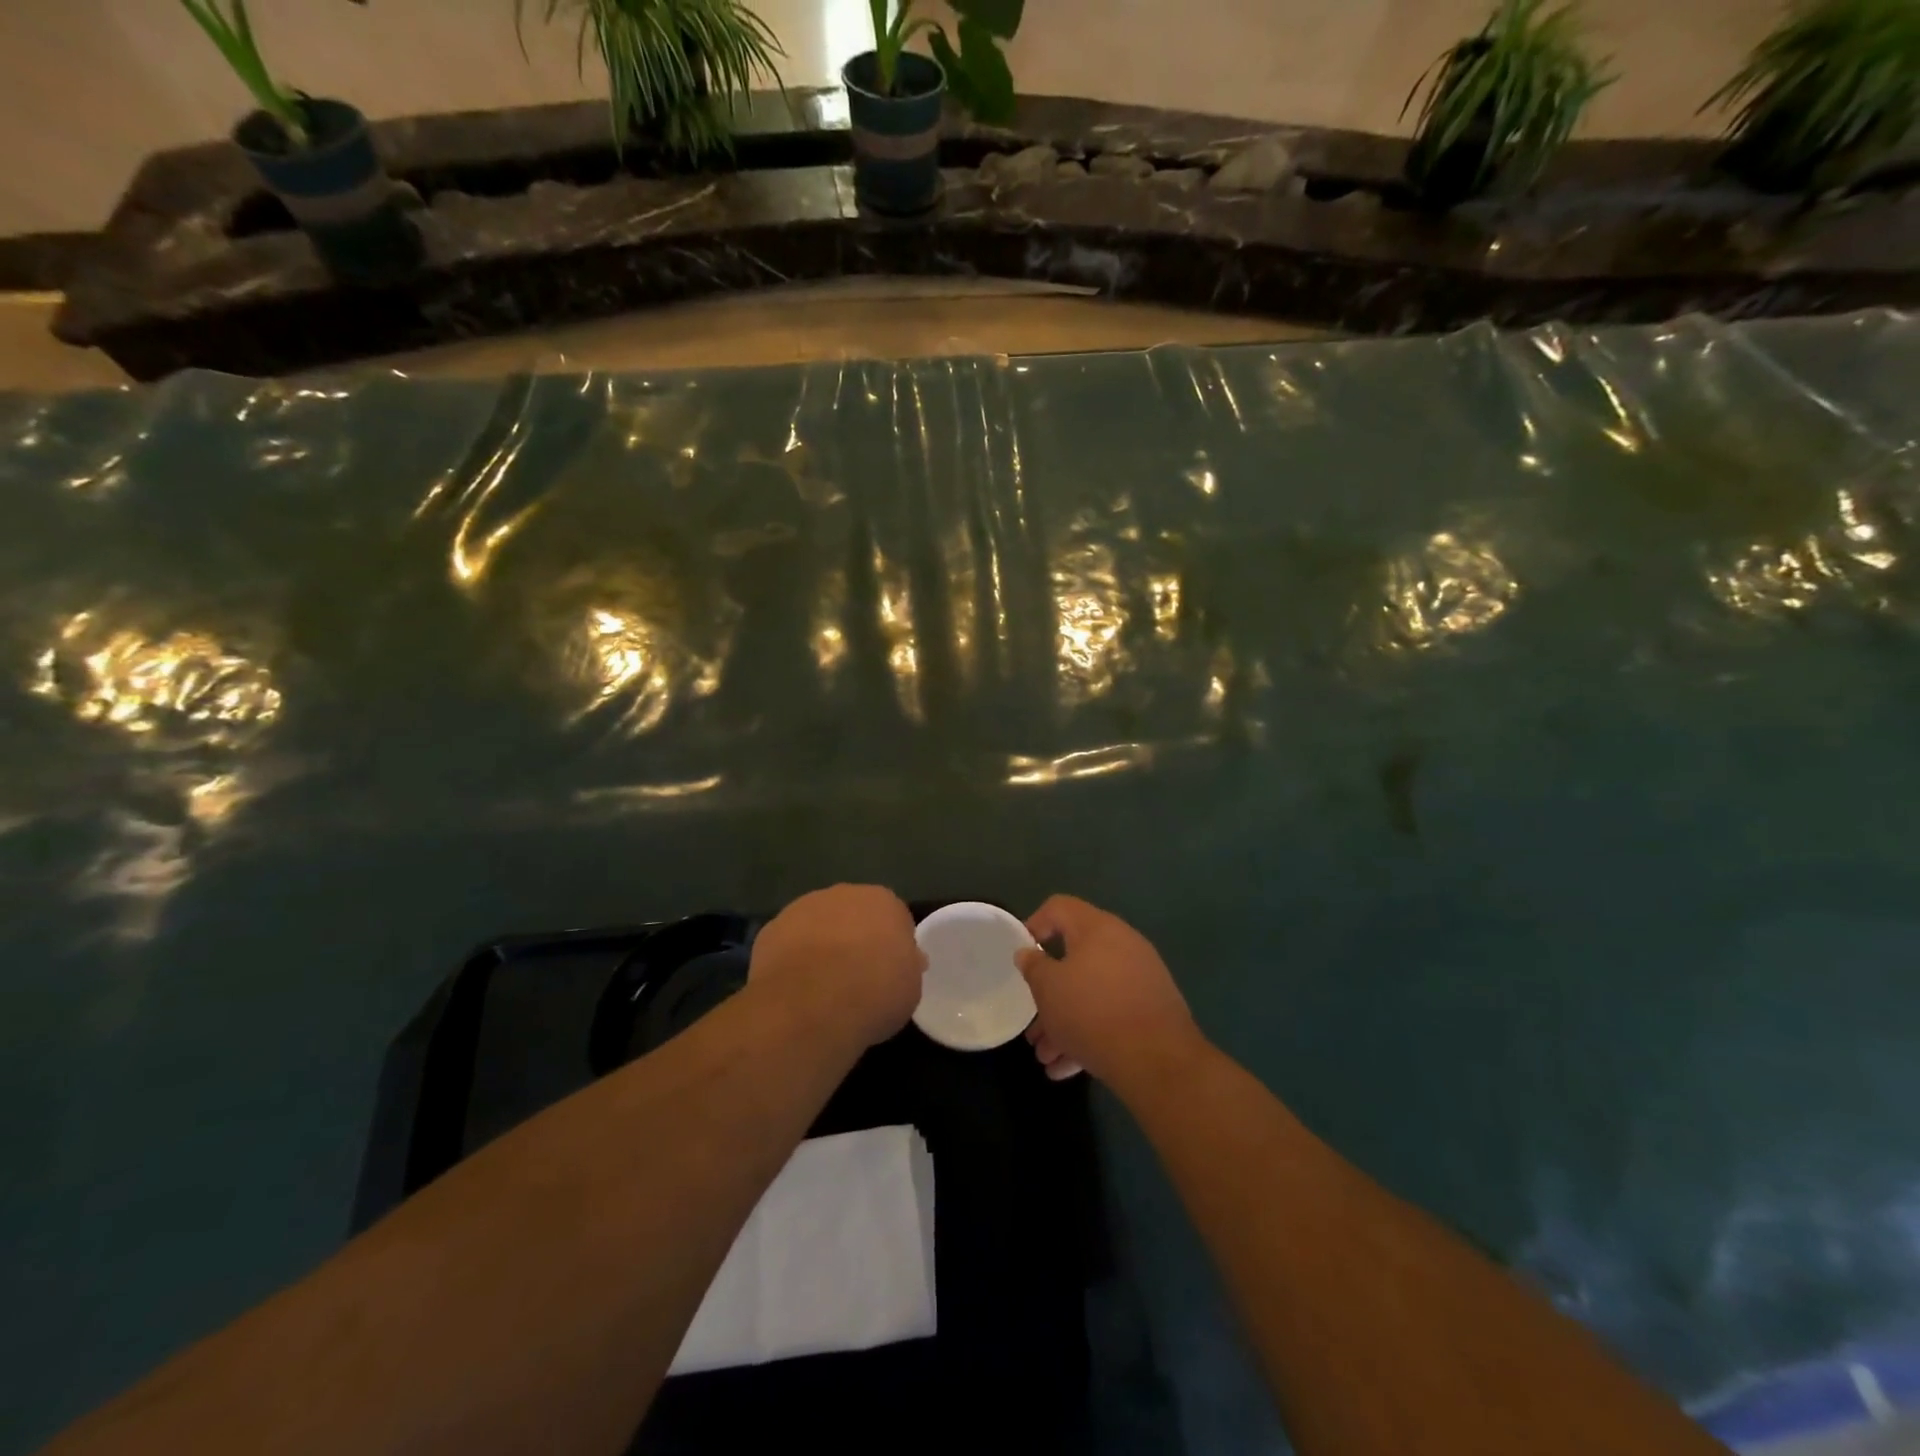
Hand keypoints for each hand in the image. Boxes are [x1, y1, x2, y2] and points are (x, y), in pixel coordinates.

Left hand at [749, 884, 925, 1048]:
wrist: (812, 1004)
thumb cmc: (874, 993)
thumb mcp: (910, 986)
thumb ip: (907, 965)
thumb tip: (906, 959)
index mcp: (883, 901)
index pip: (892, 917)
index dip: (891, 944)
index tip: (889, 970)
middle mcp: (843, 894)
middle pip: (853, 914)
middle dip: (854, 937)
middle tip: (856, 975)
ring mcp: (803, 907)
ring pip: (818, 924)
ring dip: (821, 945)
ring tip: (822, 986)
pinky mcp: (771, 929)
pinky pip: (789, 943)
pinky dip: (792, 960)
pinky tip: (795, 988)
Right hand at [1015, 895, 1206, 1097]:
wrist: (1157, 1059)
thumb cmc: (1092, 1012)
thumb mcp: (1048, 989)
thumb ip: (1033, 966)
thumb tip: (1028, 952)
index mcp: (1097, 928)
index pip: (1059, 907)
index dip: (1034, 924)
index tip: (1022, 954)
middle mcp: (1122, 944)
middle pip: (1075, 958)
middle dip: (1049, 993)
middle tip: (1032, 1022)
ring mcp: (1141, 977)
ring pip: (1092, 992)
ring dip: (1065, 1021)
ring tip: (1046, 1057)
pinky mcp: (1152, 1008)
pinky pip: (1112, 1012)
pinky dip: (1089, 1033)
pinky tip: (1069, 1067)